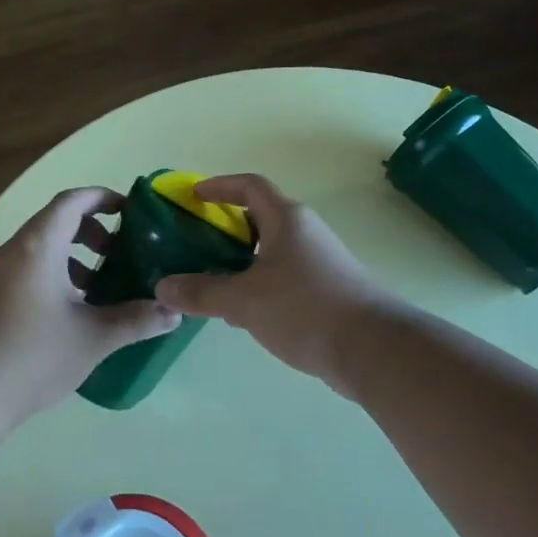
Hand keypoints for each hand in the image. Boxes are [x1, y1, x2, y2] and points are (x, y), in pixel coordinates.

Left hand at [0, 187, 179, 422]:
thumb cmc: (35, 353)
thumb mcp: (95, 337)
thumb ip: (136, 320)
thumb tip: (174, 313)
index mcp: (39, 245)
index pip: (72, 201)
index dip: (102, 198)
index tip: (129, 210)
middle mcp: (15, 249)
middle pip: (56, 221)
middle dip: (91, 231)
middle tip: (118, 253)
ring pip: (41, 248)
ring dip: (73, 257)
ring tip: (98, 288)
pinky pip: (28, 268)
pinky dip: (54, 274)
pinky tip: (70, 313)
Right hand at [153, 174, 393, 388]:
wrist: (374, 350)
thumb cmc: (305, 309)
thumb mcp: (244, 300)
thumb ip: (201, 292)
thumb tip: (162, 287)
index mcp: (286, 219)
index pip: (250, 186)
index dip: (220, 186)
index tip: (194, 196)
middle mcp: (305, 233)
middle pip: (260, 218)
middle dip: (225, 228)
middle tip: (193, 244)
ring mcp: (320, 262)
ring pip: (271, 251)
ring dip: (240, 261)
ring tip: (210, 282)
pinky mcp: (328, 292)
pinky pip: (284, 277)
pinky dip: (258, 285)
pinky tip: (242, 313)